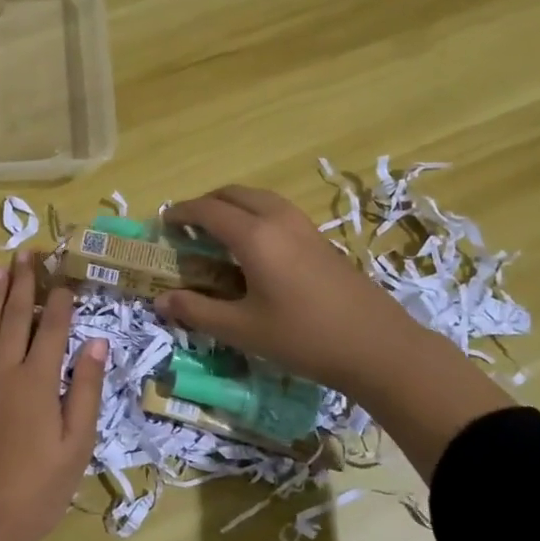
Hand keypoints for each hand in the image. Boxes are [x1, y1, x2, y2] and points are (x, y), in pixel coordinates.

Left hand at [0, 252, 107, 540]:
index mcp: (37, 381)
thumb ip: (85, 389)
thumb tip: (95, 341)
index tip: (65, 275)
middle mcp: (2, 371)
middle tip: (27, 253)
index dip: (60, 300)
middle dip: (23, 283)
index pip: (52, 328)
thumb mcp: (76, 444)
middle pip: (14, 317)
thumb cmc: (37, 490)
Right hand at [155, 185, 410, 390]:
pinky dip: (254, 214)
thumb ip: (198, 312)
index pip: (207, 210)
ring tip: (218, 231)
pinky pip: (277, 210)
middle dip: (205, 203)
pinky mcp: (321, 238)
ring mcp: (304, 226)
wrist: (378, 347)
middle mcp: (278, 220)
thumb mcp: (243, 330)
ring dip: (232, 205)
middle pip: (234, 193)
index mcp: (254, 236)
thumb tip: (161, 301)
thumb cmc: (304, 338)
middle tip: (187, 226)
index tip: (163, 223)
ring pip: (259, 198)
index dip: (181, 213)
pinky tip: (255, 247)